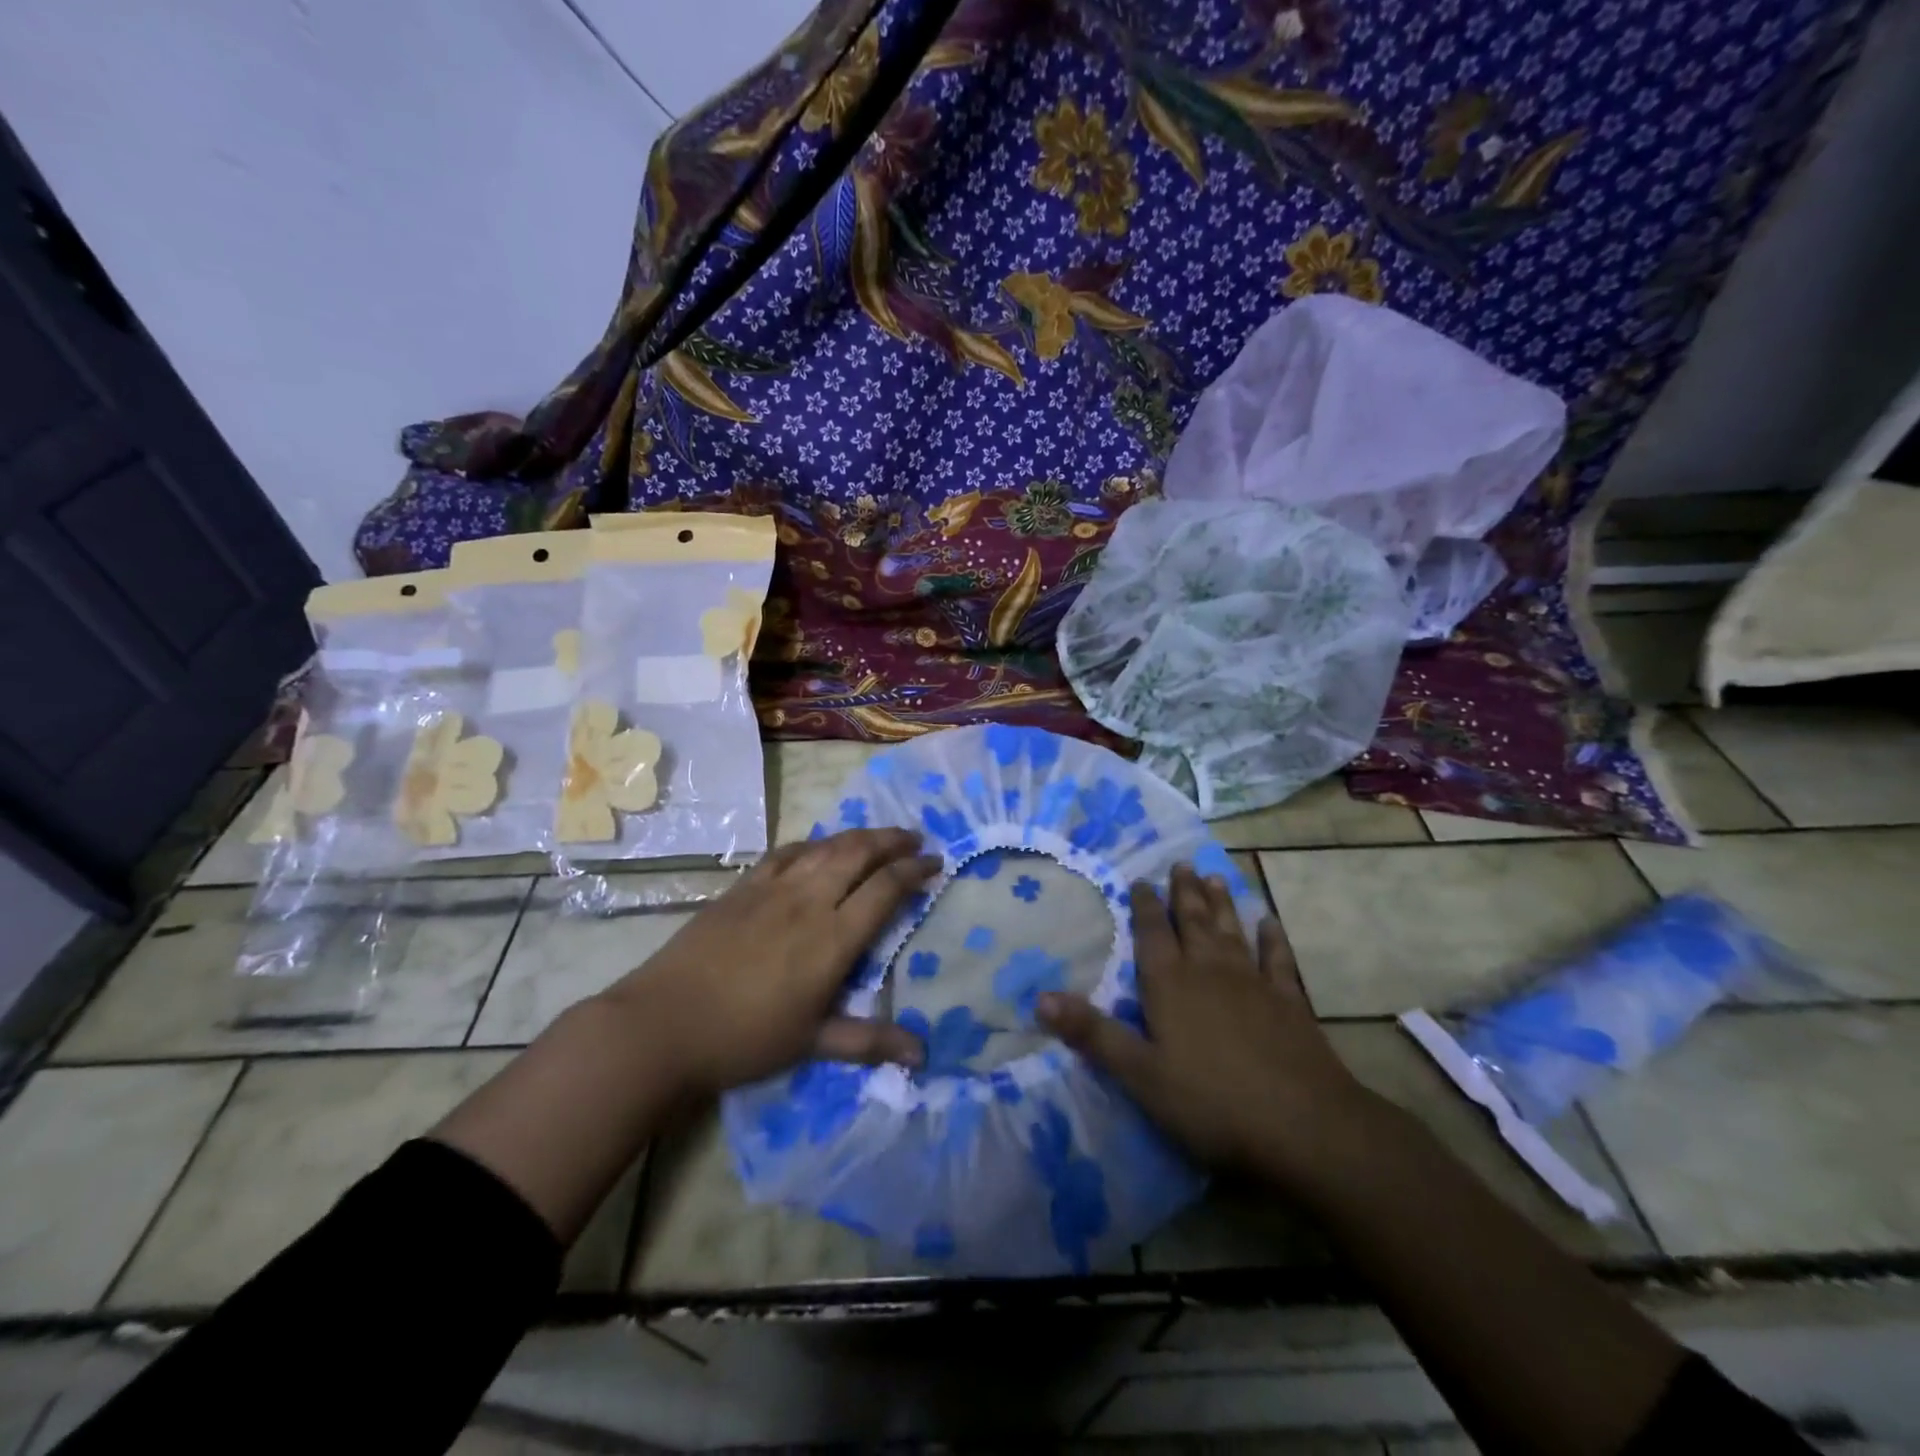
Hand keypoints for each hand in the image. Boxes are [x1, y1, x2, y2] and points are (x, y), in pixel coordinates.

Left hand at [604, 828, 936, 1096]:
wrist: (664, 1024)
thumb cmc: (745, 1039)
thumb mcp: (812, 1043)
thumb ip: (869, 1041)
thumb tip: (922, 1056)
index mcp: (833, 938)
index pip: (885, 889)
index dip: (914, 872)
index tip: (935, 863)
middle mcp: (809, 901)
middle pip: (859, 854)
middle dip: (892, 841)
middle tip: (914, 839)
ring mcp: (773, 889)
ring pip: (825, 847)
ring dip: (857, 836)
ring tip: (877, 837)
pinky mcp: (742, 888)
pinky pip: (785, 854)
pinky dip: (811, 845)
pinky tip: (816, 848)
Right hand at [1037, 863, 1380, 1186]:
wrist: (1305, 1127)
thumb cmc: (1211, 1102)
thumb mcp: (1140, 1074)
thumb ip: (1092, 1034)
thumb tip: (1040, 997)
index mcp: (1170, 985)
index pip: (1152, 934)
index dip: (1144, 906)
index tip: (1140, 880)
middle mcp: (1210, 972)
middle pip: (1193, 923)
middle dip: (1183, 893)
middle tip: (1181, 864)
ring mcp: (1253, 984)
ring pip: (1231, 932)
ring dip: (1221, 904)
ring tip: (1214, 877)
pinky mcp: (1289, 1004)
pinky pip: (1278, 960)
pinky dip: (1272, 939)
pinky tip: (1269, 923)